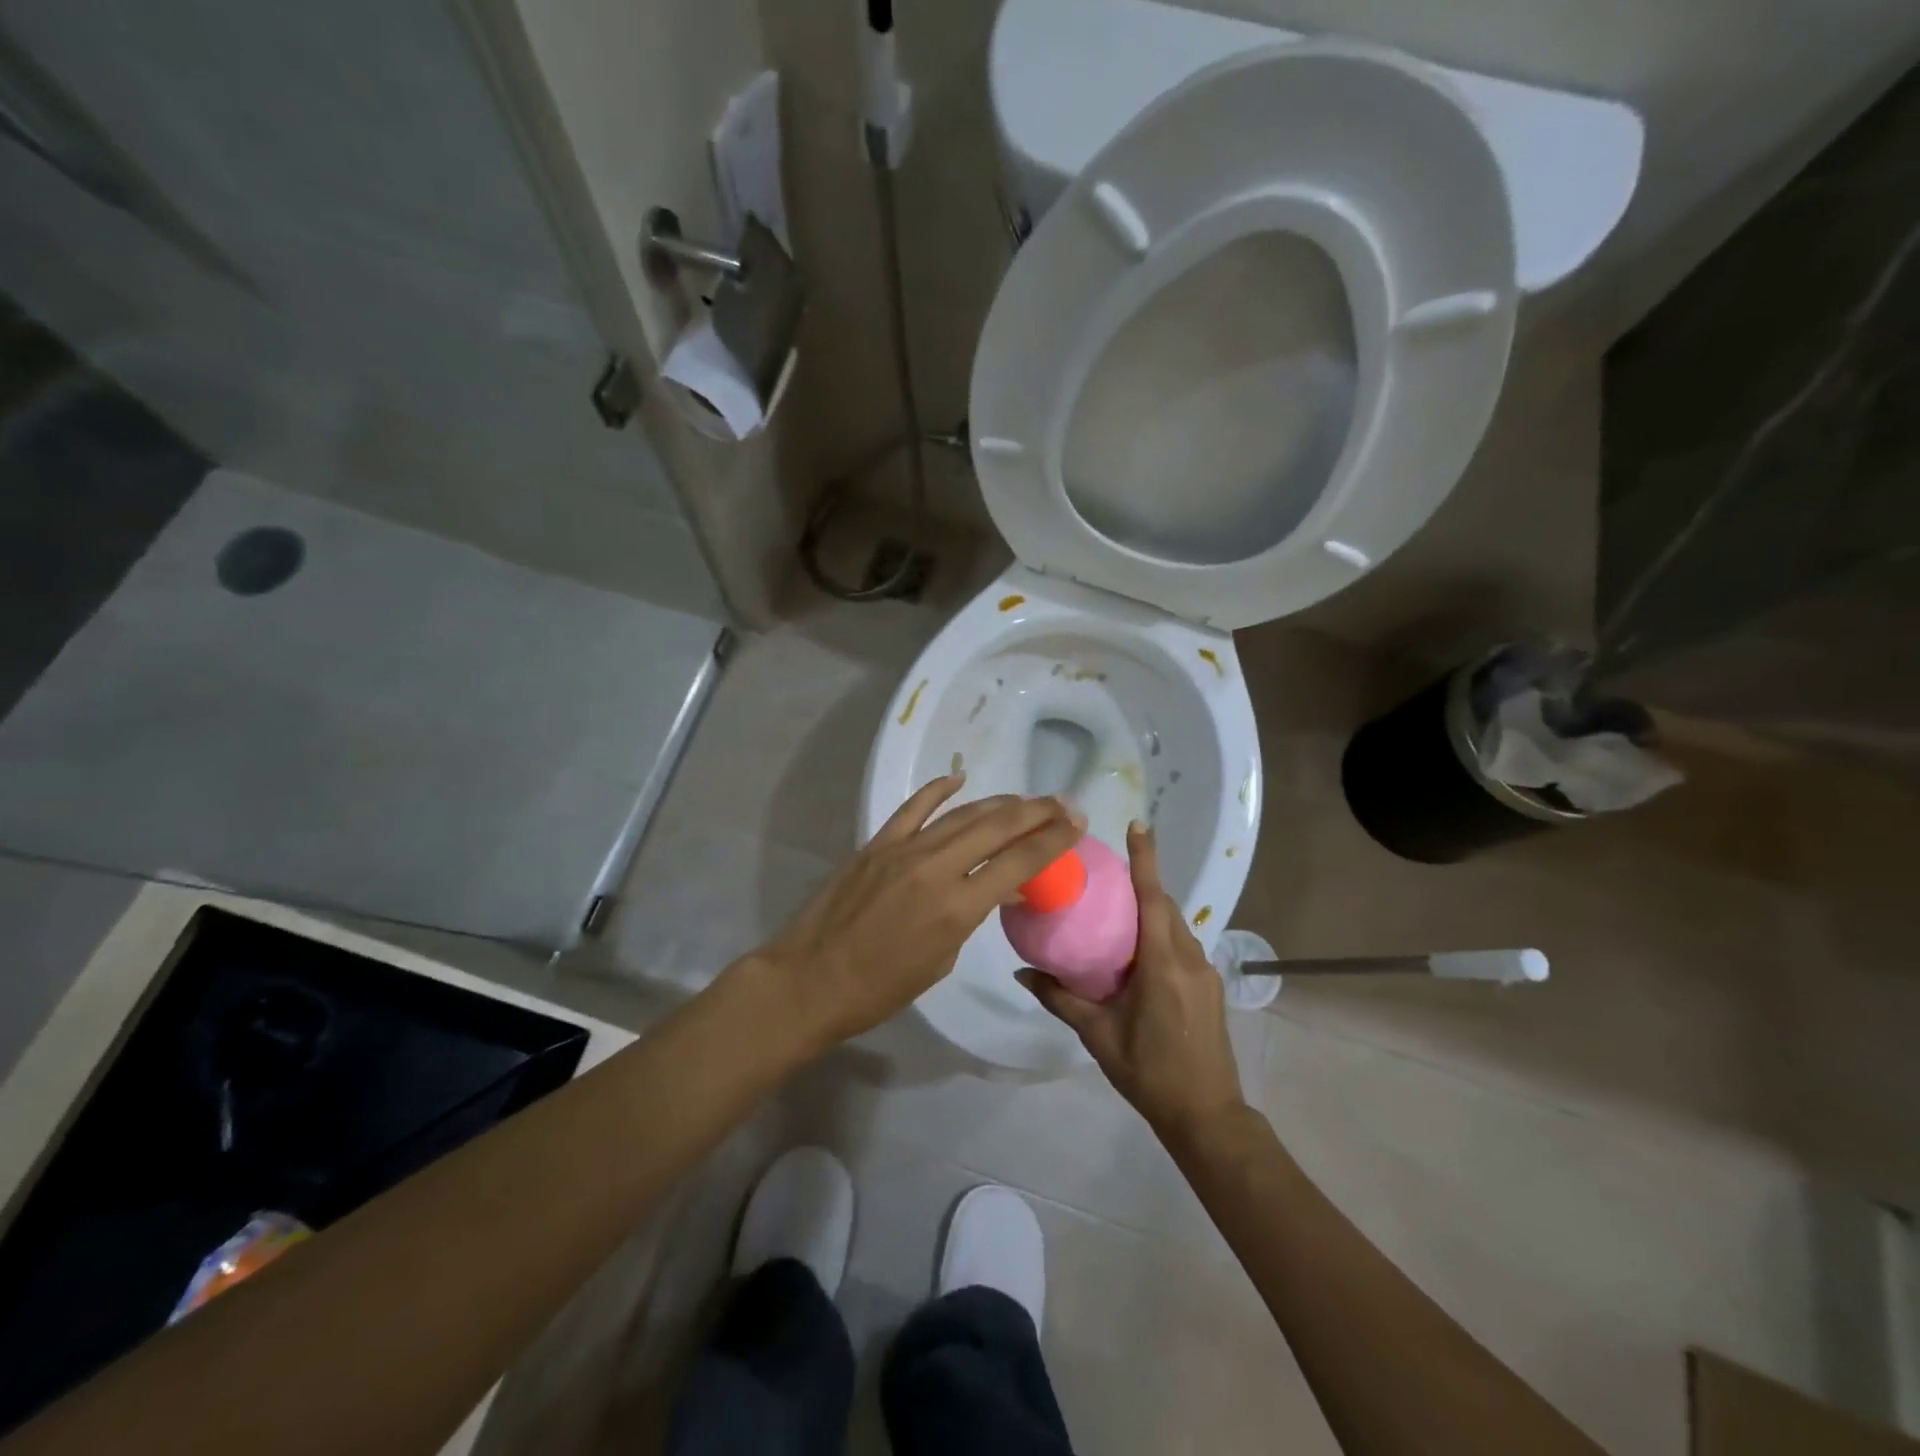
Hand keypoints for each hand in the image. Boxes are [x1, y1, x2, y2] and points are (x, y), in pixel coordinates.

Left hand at [750, 774, 1082, 1052]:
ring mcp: (903, 850)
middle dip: (1035, 811)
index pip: (1019, 863)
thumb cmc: (880, 989)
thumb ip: (970, 916)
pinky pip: (913, 808)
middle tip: (1062, 803)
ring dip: (999, 803)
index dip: (1053, 840)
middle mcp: (936, 868)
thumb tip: (995, 887)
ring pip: (962, 814)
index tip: (1077, 823)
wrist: (811, 979)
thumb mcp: (941, 961)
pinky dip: (937, 790)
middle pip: (997, 826)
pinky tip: (958, 779)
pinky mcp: (876, 843)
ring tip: (1026, 799)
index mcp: (957, 908)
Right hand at [1018, 822, 1244, 1141]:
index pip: (1153, 899)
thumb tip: (1022, 972)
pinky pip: (1182, 946)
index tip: (1139, 825)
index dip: (1145, 860)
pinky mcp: (1210, 988)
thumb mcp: (1099, 1036)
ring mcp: (1205, 974)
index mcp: (1163, 965)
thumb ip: (1061, 998)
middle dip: (1143, 884)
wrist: (1207, 1116)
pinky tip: (1137, 954)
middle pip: (1166, 907)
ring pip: (1177, 926)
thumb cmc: (1149, 1073)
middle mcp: (1189, 960)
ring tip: (1117, 912)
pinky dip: (1161, 936)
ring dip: (1151, 912)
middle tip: (1108, 874)